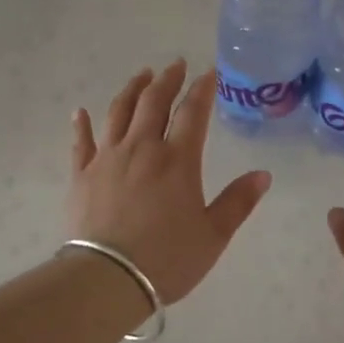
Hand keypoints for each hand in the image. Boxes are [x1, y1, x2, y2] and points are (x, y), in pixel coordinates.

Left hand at [69, 60, 270, 304]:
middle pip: (153, 102)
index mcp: (177, 160)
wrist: (108, 278)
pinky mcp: (81, 175)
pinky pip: (82, 142)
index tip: (208, 73)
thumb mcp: (213, 234)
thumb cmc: (168, 258)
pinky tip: (80, 112)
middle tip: (175, 64)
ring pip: (119, 112)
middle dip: (167, 80)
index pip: (192, 112)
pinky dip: (82, 124)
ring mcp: (107, 158)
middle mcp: (141, 148)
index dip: (202, 89)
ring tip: (142, 75)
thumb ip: (238, 202)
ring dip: (132, 89)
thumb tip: (263, 175)